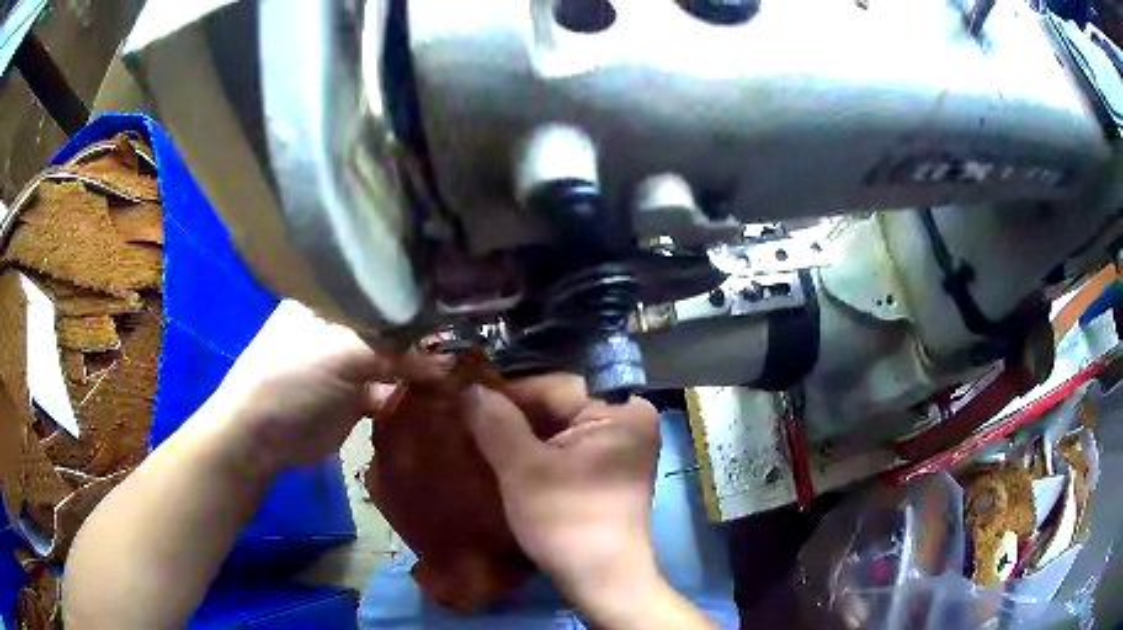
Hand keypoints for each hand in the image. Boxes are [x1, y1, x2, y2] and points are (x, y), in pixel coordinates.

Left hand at [201, 300, 450, 474]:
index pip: (384, 289)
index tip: (458, 305)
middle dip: (425, 335)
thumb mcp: (340, 353)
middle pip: (393, 325)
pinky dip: (412, 395)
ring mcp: (348, 363)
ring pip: (395, 360)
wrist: (261, 439)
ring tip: (463, 370)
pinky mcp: (356, 398)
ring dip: (423, 368)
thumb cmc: (290, 379)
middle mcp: (342, 326)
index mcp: (331, 299)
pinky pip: (392, 391)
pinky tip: (440, 396)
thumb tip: (451, 357)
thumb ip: (395, 350)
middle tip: (468, 342)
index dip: (418, 297)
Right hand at [463, 375, 667, 619]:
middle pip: (559, 406)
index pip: (554, 387)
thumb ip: (496, 422)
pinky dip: (538, 453)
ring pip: (560, 429)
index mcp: (621, 411)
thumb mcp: (523, 470)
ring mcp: (620, 448)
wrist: (601, 581)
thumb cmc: (567, 522)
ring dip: (522, 435)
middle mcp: (628, 421)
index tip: (465, 399)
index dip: (507, 393)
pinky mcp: (608, 471)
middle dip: (513, 416)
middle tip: (467, 419)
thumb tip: (469, 388)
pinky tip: (505, 458)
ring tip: (479, 437)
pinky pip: (568, 449)